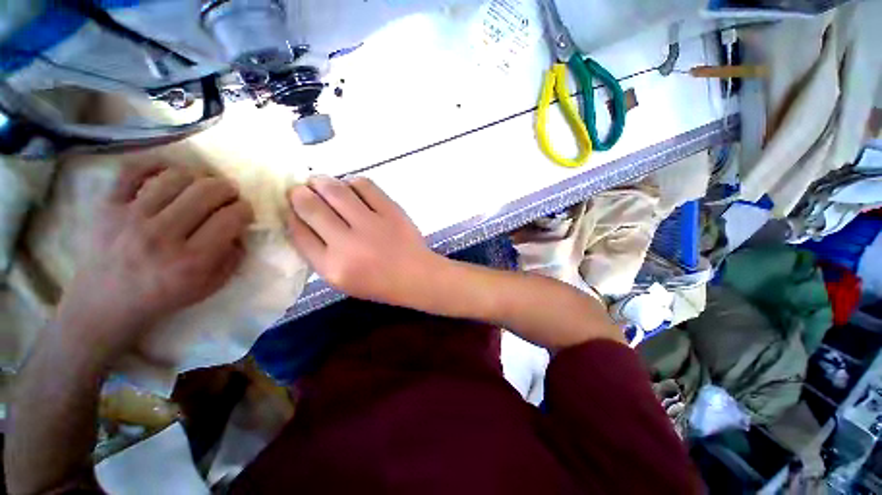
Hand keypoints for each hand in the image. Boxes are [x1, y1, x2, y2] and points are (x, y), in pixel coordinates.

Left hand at [57, 165, 253, 358]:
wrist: (104, 304)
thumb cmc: (164, 296)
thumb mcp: (210, 286)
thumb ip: (233, 257)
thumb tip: (240, 230)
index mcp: (192, 260)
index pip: (231, 218)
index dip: (245, 210)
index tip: (244, 212)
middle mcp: (162, 235)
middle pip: (207, 191)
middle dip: (228, 189)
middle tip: (229, 195)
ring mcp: (131, 217)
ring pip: (175, 177)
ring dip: (198, 177)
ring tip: (200, 186)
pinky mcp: (107, 206)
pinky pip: (133, 170)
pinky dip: (156, 165)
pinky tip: (169, 174)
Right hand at [287, 176, 440, 306]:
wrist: (417, 276)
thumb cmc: (379, 283)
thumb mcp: (342, 280)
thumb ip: (320, 255)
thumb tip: (302, 220)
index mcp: (332, 266)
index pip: (299, 233)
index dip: (292, 214)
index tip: (292, 206)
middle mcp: (348, 243)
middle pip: (312, 207)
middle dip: (300, 193)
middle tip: (301, 189)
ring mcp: (371, 224)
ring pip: (336, 191)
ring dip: (322, 182)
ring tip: (320, 182)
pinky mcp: (391, 211)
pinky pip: (364, 186)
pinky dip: (352, 182)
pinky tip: (350, 186)